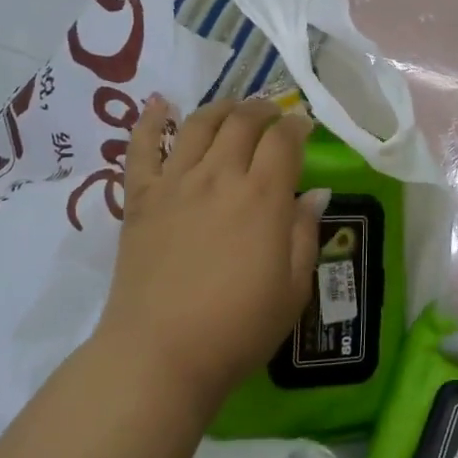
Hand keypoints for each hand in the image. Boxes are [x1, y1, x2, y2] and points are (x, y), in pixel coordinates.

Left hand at [99, 96, 327, 414]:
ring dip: (221, 108)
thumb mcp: (292, 289)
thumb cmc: (237, 329)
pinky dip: (150, 120)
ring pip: (199, 124)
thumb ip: (304, 234)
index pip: (284, 140)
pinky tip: (159, 103)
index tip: (303, 126)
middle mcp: (219, 176)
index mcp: (262, 197)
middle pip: (243, 122)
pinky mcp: (141, 197)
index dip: (297, 126)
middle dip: (263, 110)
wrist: (160, 355)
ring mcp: (176, 182)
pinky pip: (143, 147)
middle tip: (272, 116)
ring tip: (232, 109)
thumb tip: (316, 193)